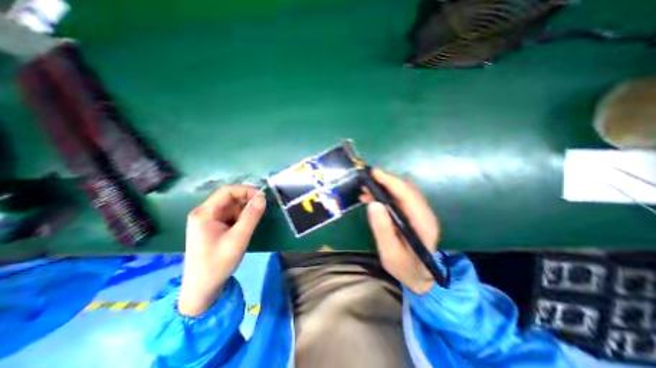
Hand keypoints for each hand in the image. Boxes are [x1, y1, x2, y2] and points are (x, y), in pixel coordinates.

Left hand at [177, 185, 265, 317]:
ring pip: (231, 207)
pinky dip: (241, 218)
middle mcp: (204, 213)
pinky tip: (244, 228)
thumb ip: (251, 216)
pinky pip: (230, 215)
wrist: (203, 288)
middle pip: (229, 198)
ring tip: (251, 224)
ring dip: (245, 211)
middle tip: (261, 211)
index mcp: (205, 213)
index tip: (262, 198)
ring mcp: (208, 220)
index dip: (246, 190)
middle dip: (246, 201)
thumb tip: (262, 198)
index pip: (227, 191)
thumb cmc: (218, 263)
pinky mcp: (213, 226)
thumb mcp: (239, 238)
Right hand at [363, 169, 439, 294]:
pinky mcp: (412, 214)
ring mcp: (419, 213)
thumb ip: (383, 230)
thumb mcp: (390, 254)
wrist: (419, 276)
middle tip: (365, 182)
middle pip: (406, 189)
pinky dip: (384, 194)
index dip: (391, 181)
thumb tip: (373, 204)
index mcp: (423, 223)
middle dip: (385, 182)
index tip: (374, 173)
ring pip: (401, 191)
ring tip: (365, 190)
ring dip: (383, 187)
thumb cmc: (405, 268)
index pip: (408, 194)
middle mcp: (424, 213)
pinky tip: (372, 198)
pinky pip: (398, 198)